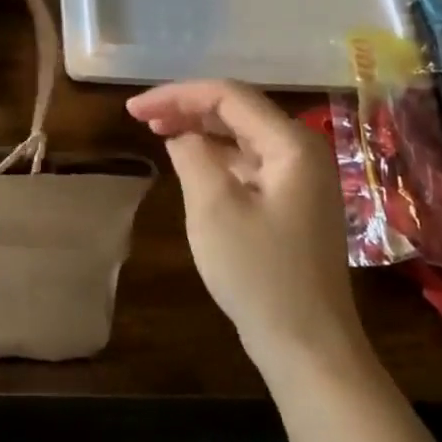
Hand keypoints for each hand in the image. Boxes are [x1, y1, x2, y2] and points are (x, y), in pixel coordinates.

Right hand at [126, 80, 367, 380]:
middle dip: (186, 108)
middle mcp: (302, 151)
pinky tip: (189, 163)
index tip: (133, 110)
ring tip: (158, 133)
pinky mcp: (293, 203)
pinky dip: (216, 157)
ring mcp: (301, 179)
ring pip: (242, 136)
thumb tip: (181, 136)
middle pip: (237, 111)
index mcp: (291, 144)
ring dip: (199, 130)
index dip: (176, 95)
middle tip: (140, 118)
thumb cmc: (259, 273)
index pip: (227, 96)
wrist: (308, 346)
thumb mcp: (213, 207)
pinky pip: (249, 163)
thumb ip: (192, 156)